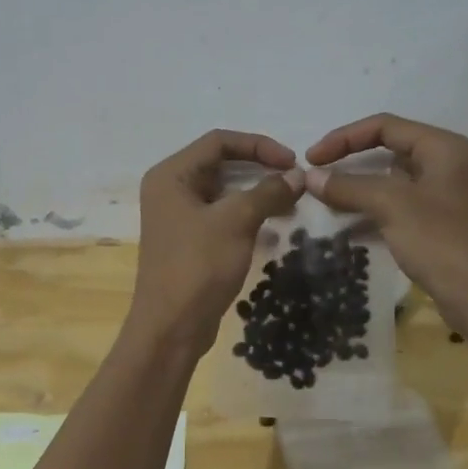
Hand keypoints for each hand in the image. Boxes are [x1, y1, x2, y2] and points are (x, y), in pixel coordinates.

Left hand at [129, 130, 302, 349]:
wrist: (172, 327)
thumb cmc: (198, 266)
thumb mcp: (236, 222)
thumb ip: (268, 192)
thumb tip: (298, 175)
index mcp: (171, 175)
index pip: (219, 141)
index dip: (258, 145)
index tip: (292, 161)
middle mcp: (169, 189)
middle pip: (220, 164)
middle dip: (260, 169)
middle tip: (295, 181)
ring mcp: (177, 217)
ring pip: (223, 192)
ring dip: (257, 194)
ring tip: (290, 204)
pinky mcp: (188, 241)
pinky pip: (221, 216)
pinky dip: (247, 216)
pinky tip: (273, 228)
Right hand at [305, 113, 467, 336]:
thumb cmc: (444, 242)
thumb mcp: (392, 206)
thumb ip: (349, 186)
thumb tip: (310, 177)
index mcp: (443, 148)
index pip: (384, 126)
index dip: (343, 138)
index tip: (311, 159)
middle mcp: (447, 165)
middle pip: (388, 151)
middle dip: (349, 164)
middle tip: (315, 180)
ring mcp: (446, 198)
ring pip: (391, 184)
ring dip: (358, 192)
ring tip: (324, 206)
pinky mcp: (441, 227)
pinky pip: (399, 210)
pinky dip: (373, 215)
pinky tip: (348, 231)